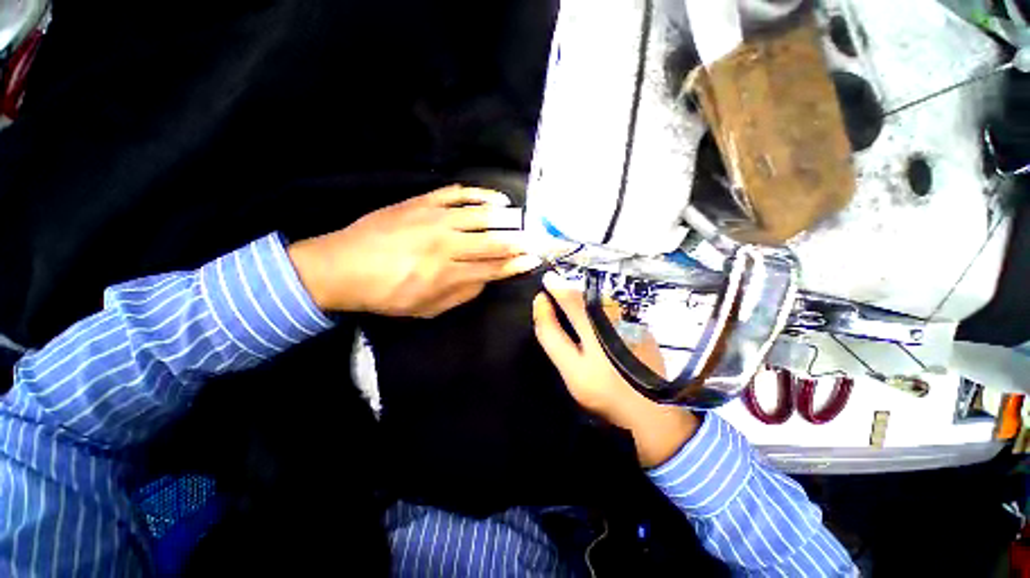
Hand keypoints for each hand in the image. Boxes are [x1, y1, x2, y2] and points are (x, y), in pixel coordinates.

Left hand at [288, 186, 541, 317]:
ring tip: (522, 219)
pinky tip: (496, 198)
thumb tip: (486, 279)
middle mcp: (446, 245)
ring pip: (481, 215)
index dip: (516, 264)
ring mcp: (434, 219)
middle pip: (493, 241)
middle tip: (537, 239)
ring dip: (507, 218)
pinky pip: (457, 194)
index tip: (533, 260)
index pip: (493, 268)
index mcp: (447, 275)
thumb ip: (462, 295)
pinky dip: (480, 194)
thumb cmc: (386, 294)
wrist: (342, 266)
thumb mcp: (427, 309)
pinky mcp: (422, 202)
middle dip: (520, 241)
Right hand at [532, 273, 699, 467]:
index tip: (545, 281)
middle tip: (555, 286)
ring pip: (600, 299)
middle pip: (585, 294)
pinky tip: (595, 317)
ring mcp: (629, 320)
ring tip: (571, 299)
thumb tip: (542, 303)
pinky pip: (612, 308)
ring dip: (584, 295)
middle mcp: (613, 316)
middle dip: (568, 288)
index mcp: (593, 326)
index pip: (569, 297)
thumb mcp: (570, 369)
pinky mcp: (640, 326)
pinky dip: (598, 306)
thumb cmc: (604, 392)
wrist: (651, 411)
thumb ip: (552, 335)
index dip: (555, 287)